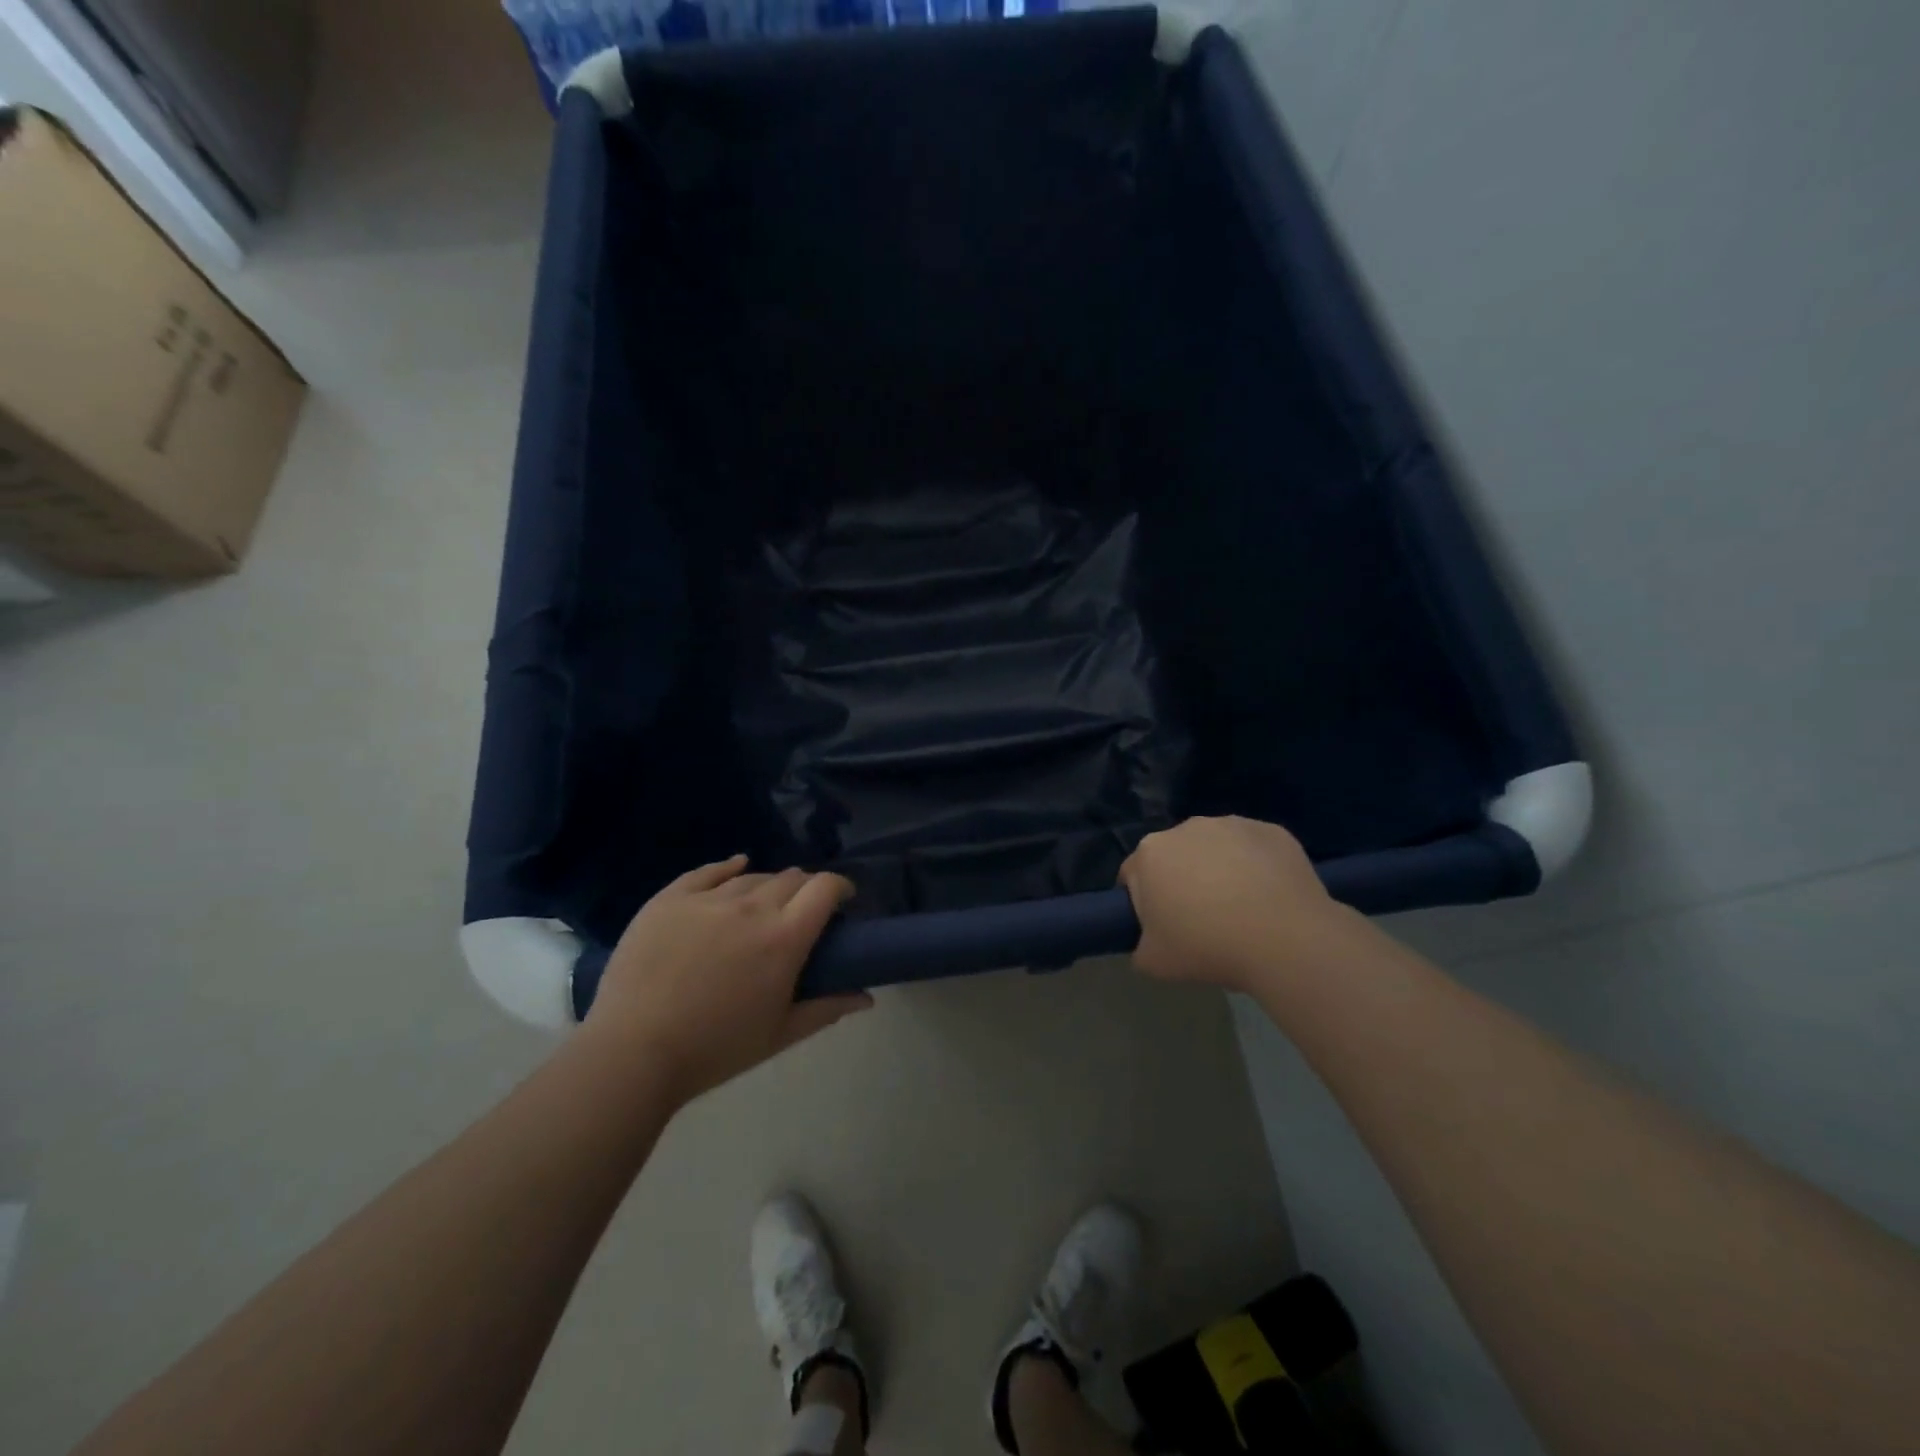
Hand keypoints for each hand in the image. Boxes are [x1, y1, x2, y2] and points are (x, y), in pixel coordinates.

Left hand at [589, 857, 871, 1104]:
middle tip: (801, 912)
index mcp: (784, 937)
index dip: (841, 887)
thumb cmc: (716, 1049)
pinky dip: (729, 866)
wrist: (633, 1052)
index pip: (825, 888)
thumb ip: (828, 1008)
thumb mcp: (780, 1034)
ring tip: (763, 905)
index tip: (843, 901)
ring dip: (768, 886)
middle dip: (806, 889)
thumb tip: (867, 997)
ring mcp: (708, 899)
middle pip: (792, 878)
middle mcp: (751, 907)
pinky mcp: (670, 899)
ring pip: (752, 876)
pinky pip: (707, 871)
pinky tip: (736, 865)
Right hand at [1118, 816, 1367, 992]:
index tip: (1163, 928)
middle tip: (1202, 922)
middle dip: (1183, 881)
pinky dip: (1257, 868)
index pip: (1133, 876)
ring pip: (1217, 848)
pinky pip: (1255, 850)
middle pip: (1176, 856)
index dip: (1144, 903)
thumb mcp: (1153, 963)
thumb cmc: (1208, 947)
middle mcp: (1186, 828)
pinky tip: (1270, 900)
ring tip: (1242, 912)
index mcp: (1150, 853)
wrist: (1286, 941)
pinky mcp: (1272, 831)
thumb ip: (1140, 947)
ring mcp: (1232, 825)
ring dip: (1221, 870)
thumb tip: (1150, 942)